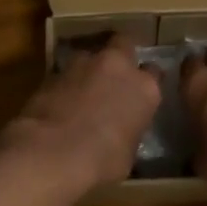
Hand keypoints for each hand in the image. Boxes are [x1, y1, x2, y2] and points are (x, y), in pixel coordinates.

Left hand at [4, 36, 160, 191]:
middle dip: (121, 55)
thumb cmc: (101, 161)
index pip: (155, 73)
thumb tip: (122, 133)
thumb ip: (129, 131)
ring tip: (83, 90)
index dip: (147, 82)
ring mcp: (83, 64)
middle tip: (115, 75)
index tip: (140, 93)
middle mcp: (117, 67)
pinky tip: (61, 101)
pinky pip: (66, 72)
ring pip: (91, 55)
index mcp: (145, 88)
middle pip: (124, 44)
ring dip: (90, 69)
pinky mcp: (53, 71)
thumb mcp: (128, 154)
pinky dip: (66, 83)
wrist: (51, 152)